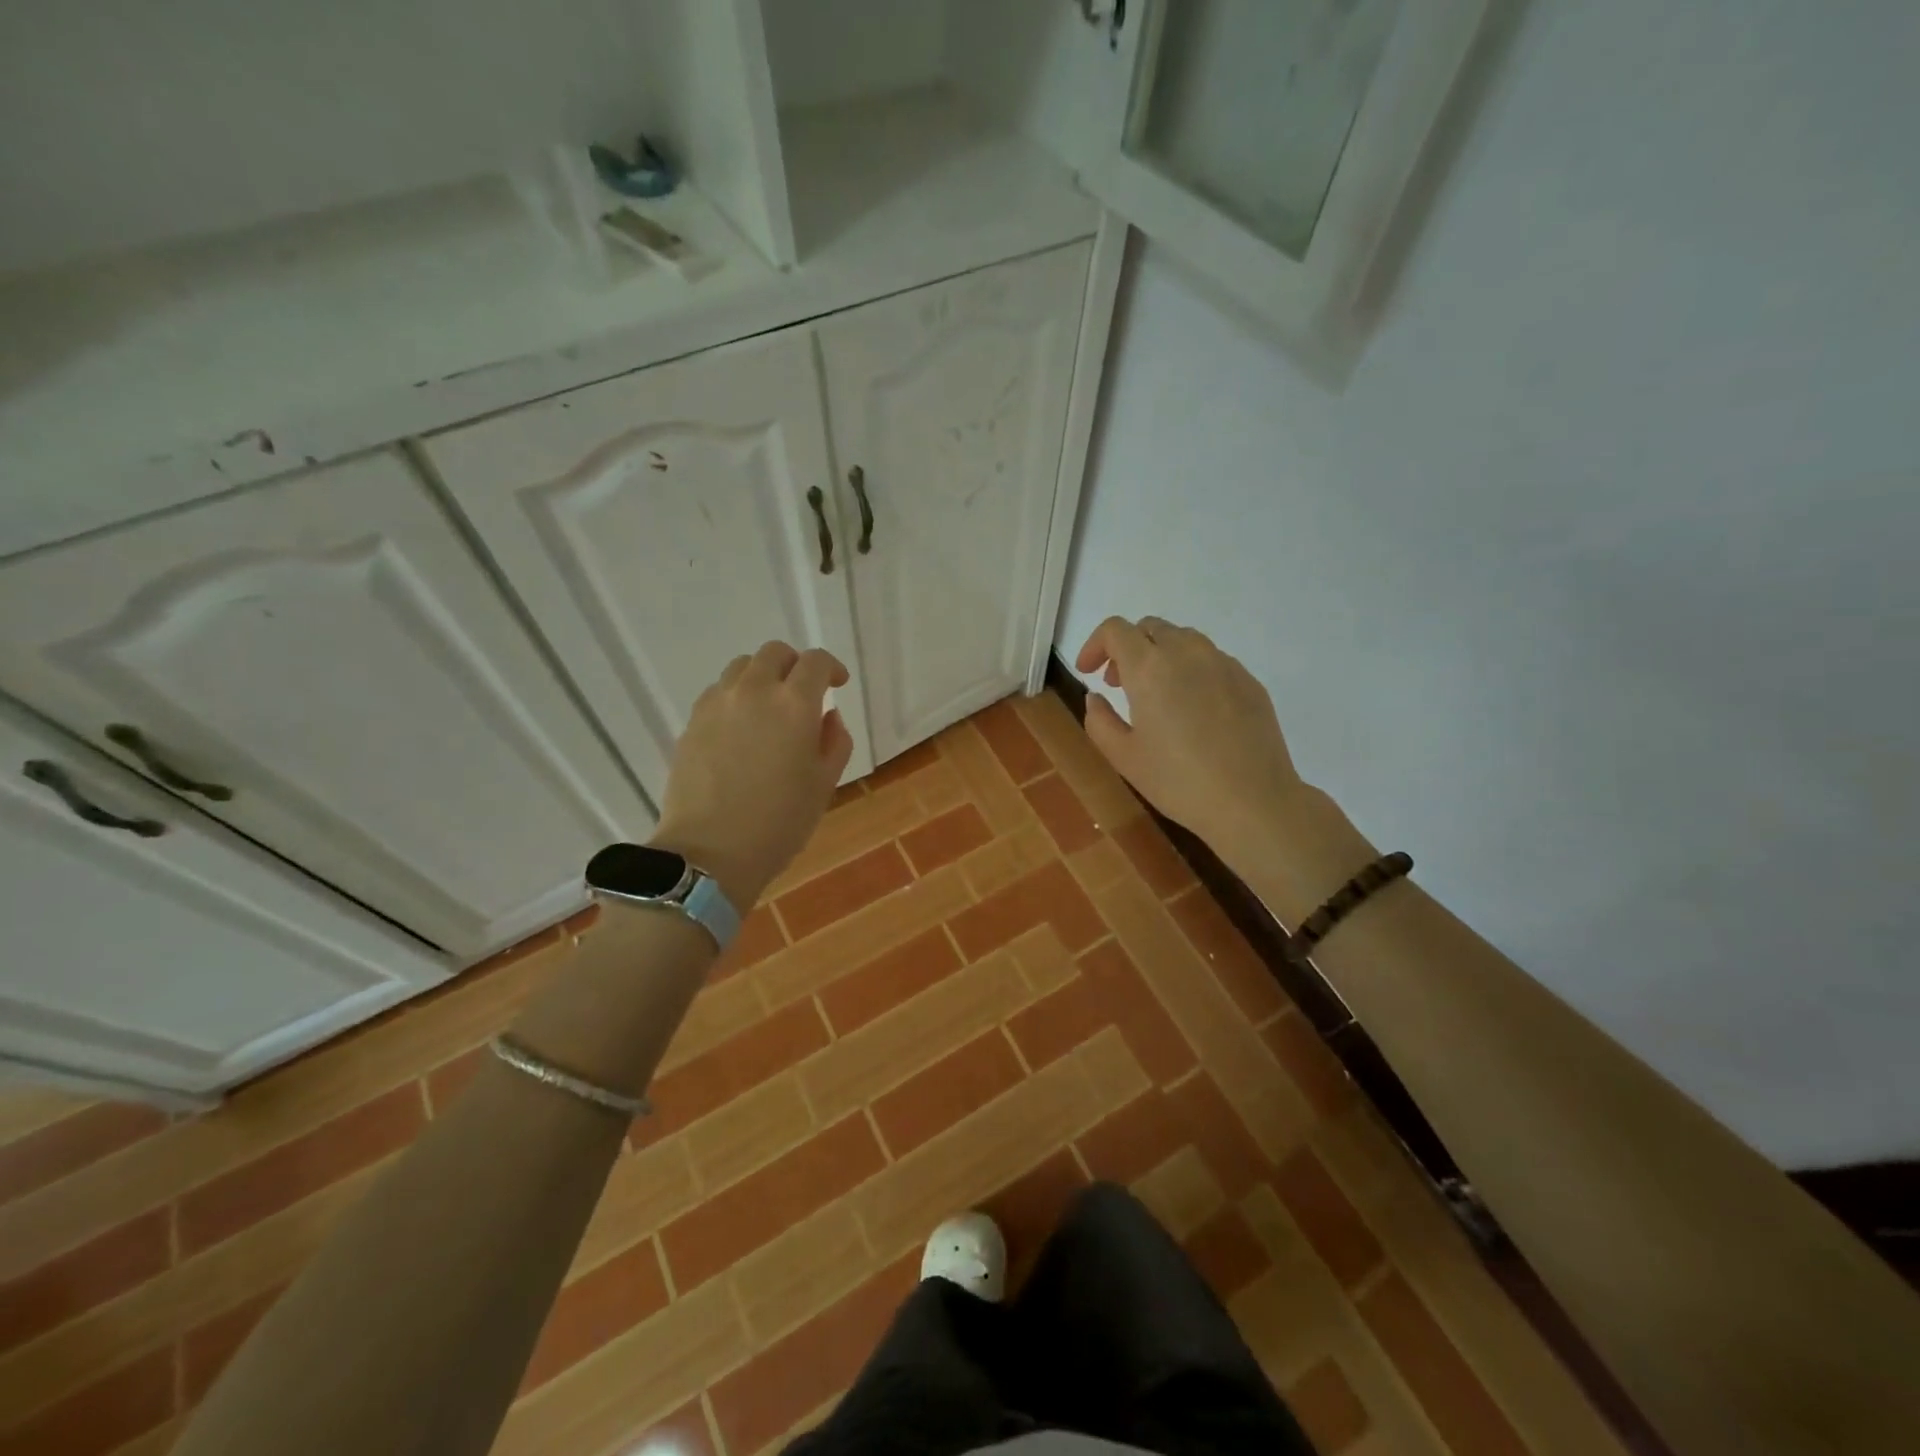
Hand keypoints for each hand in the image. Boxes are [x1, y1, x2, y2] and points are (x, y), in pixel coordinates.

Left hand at [651, 641, 854, 906]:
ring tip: (769, 708)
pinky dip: (736, 697)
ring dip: (762, 677)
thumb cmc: (780, 822)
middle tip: (803, 693)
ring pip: (742, 667)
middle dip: (795, 666)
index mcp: (794, 704)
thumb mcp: (824, 784)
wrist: (709, 852)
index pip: (815, 662)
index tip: (837, 684)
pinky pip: (718, 693)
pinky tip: (740, 729)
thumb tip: (827, 716)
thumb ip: (834, 741)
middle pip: (775, 653)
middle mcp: (754, 691)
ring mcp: (717, 704)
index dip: (831, 667)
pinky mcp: (691, 722)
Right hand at [1075, 616, 1306, 868]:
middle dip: (1127, 648)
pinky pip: (1211, 660)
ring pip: (1183, 639)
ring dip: (1160, 655)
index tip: (1088, 672)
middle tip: (1118, 684)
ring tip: (1156, 694)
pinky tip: (1192, 709)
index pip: (1116, 630)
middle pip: (1150, 627)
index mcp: (1150, 667)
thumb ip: (1099, 720)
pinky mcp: (1248, 679)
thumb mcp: (1123, 757)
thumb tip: (1096, 697)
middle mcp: (1187, 652)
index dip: (1095, 644)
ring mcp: (1223, 663)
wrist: (1252, 801)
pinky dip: (1191, 670)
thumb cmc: (1178, 781)